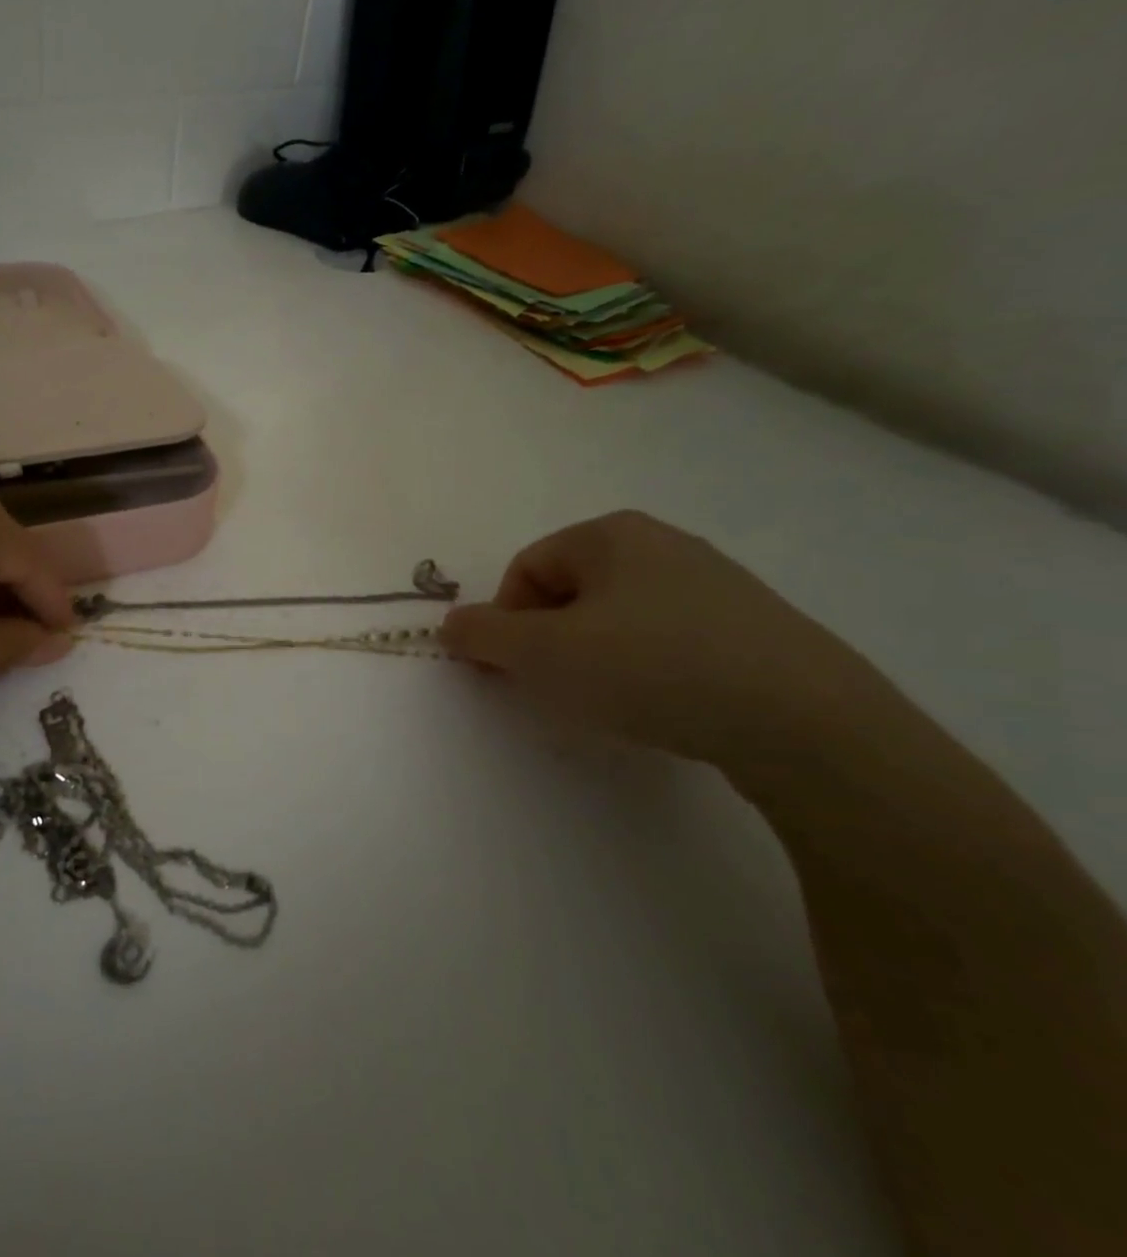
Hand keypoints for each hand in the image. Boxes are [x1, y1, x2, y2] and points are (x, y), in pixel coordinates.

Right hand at [441, 511, 885, 767]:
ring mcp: (716, 585)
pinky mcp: (754, 628)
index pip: (527, 568)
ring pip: (619, 618)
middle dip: (550, 639)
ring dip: (595, 657)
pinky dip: (647, 669)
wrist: (804, 722)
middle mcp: (664, 544)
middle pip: (571, 591)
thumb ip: (483, 634)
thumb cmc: (650, 667)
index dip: (506, 619)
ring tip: (612, 702)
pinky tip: (665, 705)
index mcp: (612, 534)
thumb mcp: (543, 653)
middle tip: (557, 687)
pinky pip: (670, 640)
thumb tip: (452, 624)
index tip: (515, 668)